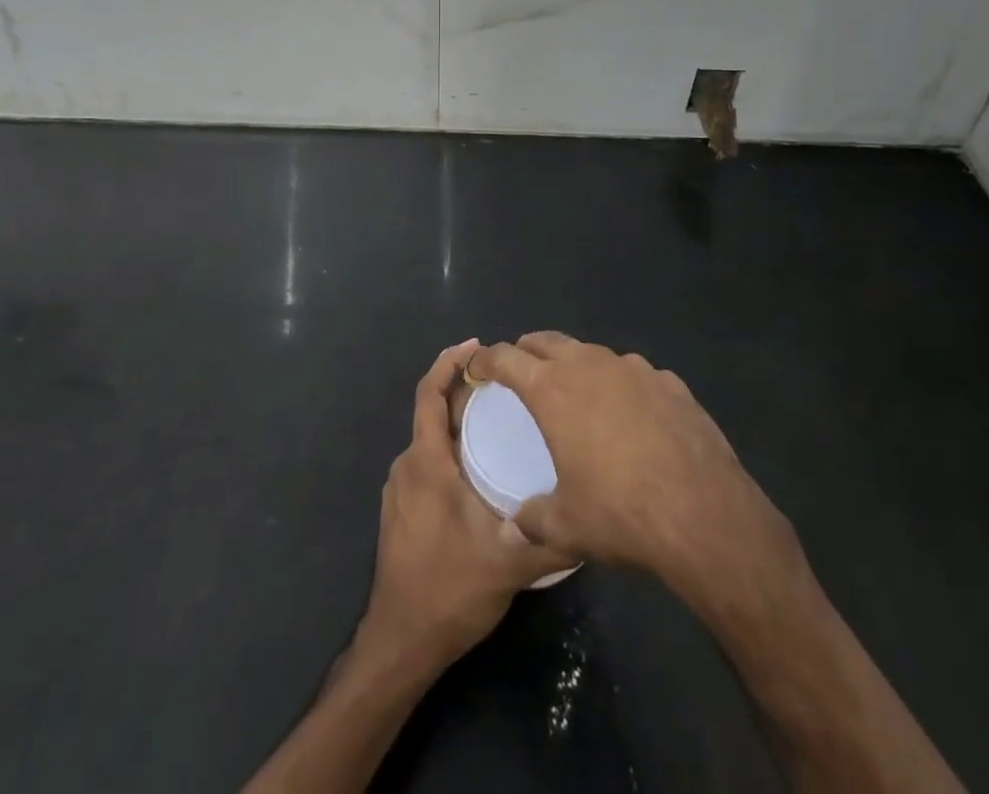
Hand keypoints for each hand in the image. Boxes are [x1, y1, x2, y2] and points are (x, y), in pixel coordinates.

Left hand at [356, 341, 573, 670]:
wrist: (401, 642)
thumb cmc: (450, 590)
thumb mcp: (509, 563)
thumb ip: (551, 538)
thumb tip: (590, 517)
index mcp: (426, 462)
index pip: (429, 394)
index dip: (448, 362)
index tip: (476, 345)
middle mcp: (407, 466)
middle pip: (431, 413)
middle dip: (462, 392)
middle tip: (504, 386)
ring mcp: (399, 490)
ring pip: (428, 441)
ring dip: (455, 423)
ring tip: (496, 422)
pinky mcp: (399, 511)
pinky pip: (425, 463)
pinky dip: (447, 450)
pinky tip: (476, 469)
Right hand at [466, 333, 800, 599]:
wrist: (704, 514)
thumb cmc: (621, 514)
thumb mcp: (566, 526)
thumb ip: (532, 521)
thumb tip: (512, 529)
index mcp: (553, 389)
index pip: (505, 357)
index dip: (485, 360)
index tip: (476, 369)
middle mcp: (589, 365)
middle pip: (546, 340)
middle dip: (526, 351)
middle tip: (519, 372)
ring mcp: (633, 368)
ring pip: (591, 353)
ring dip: (575, 365)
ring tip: (576, 395)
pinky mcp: (669, 382)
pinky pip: (633, 374)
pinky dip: (620, 386)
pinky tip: (631, 417)